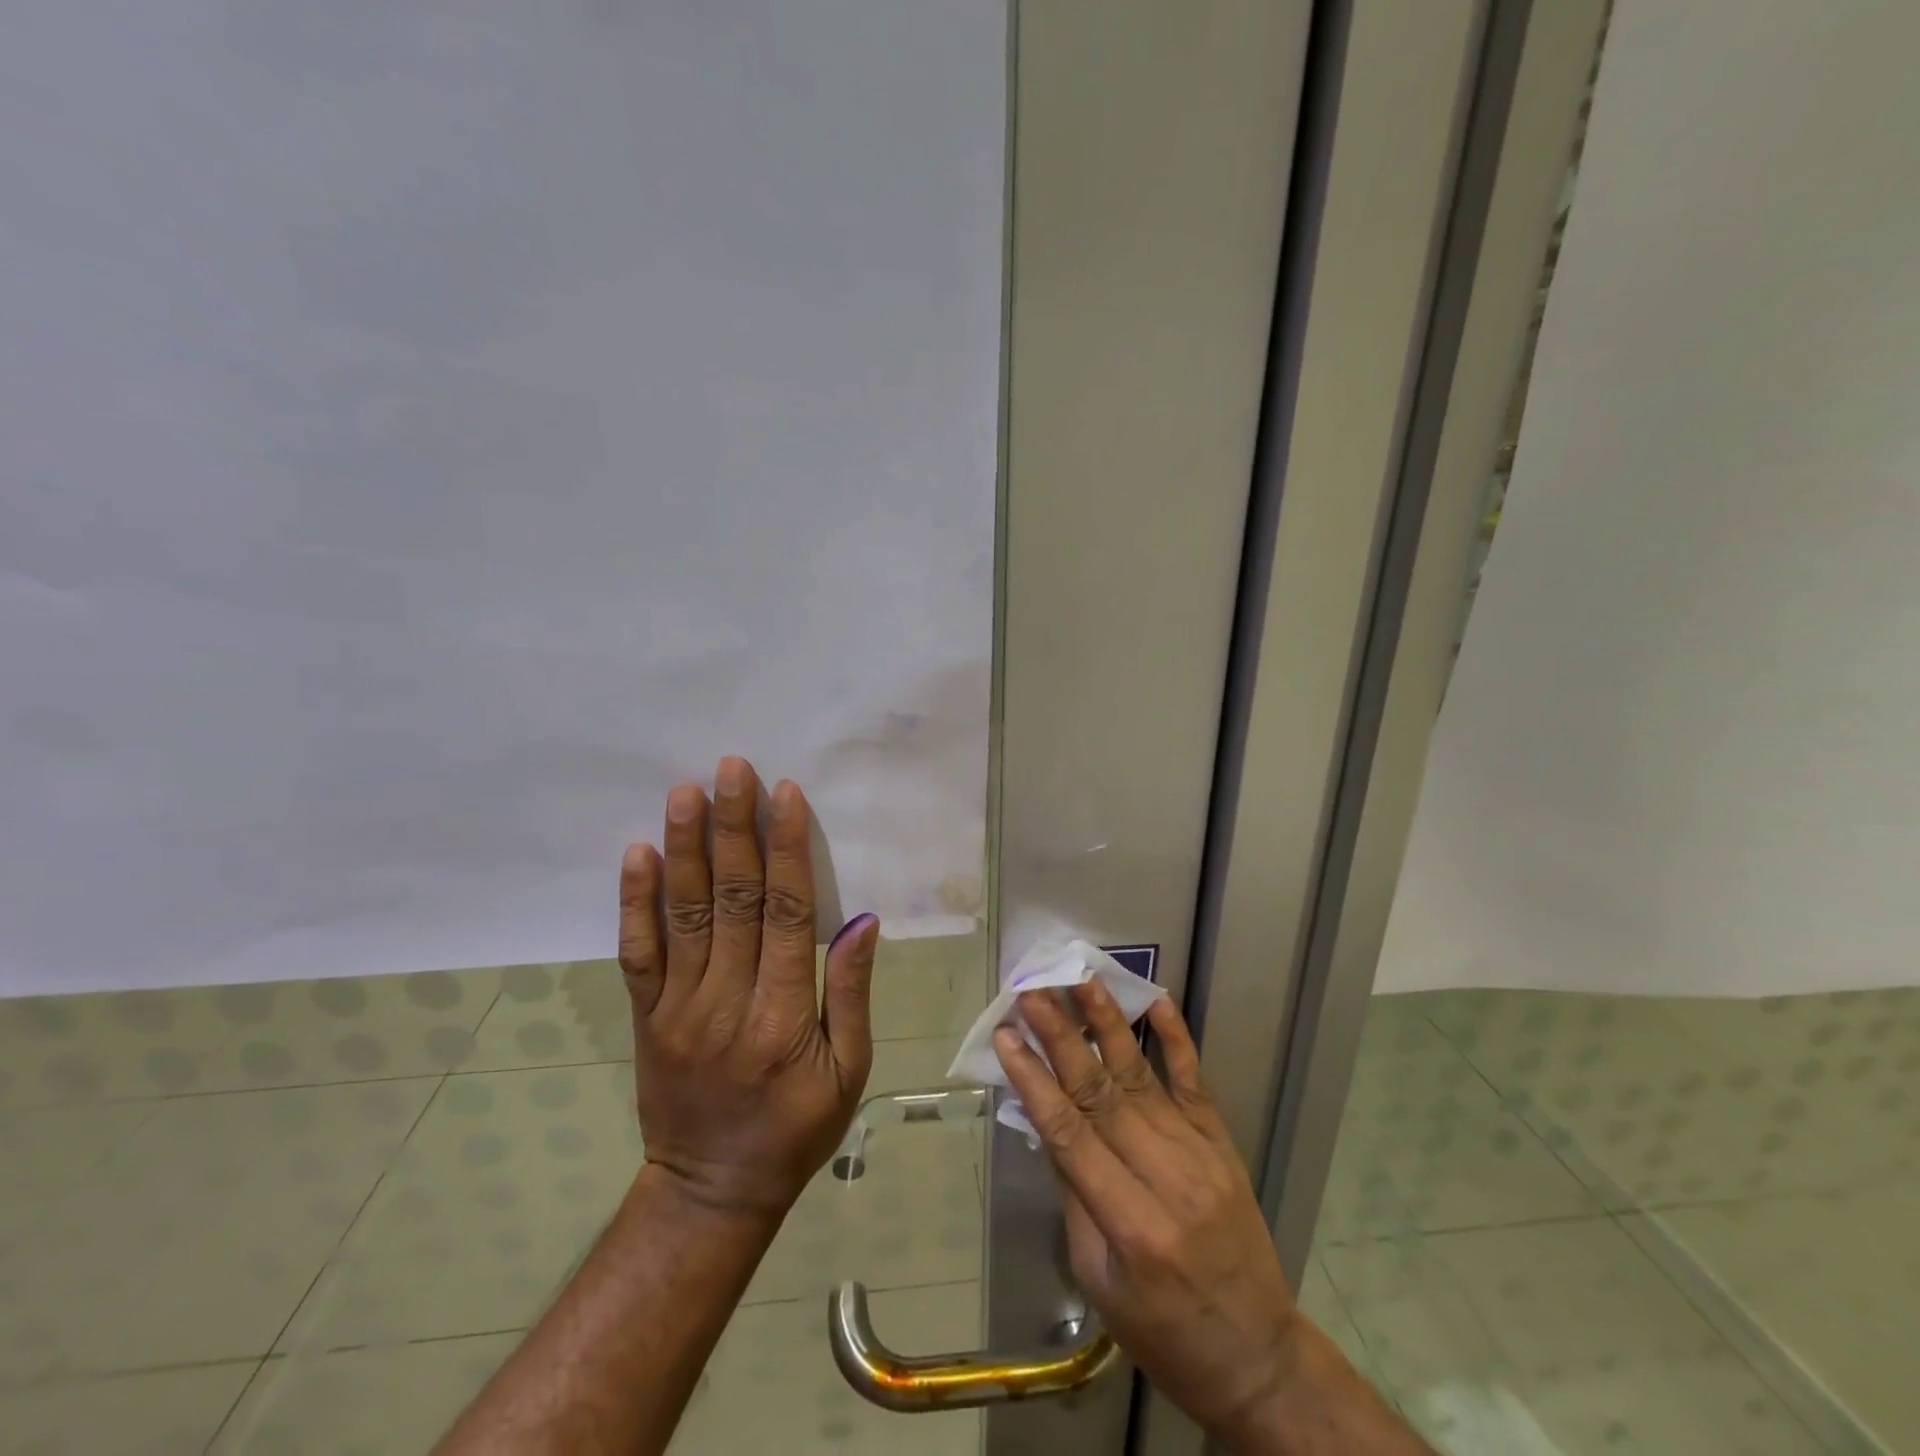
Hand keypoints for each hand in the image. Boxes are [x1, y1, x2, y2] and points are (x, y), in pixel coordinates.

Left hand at [618, 756, 878, 1219]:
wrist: (710, 1191)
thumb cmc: (795, 1129)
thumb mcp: (849, 1072)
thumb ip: (851, 993)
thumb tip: (861, 921)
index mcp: (784, 1014)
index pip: (787, 913)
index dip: (787, 849)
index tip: (785, 795)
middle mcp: (727, 1000)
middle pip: (731, 899)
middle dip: (734, 828)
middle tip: (731, 769)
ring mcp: (679, 1007)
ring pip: (683, 913)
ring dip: (685, 847)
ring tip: (685, 792)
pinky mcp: (647, 1016)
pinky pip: (637, 952)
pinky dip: (635, 902)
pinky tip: (638, 854)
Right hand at [994, 985, 1300, 1447]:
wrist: (1257, 1356)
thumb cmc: (1163, 1332)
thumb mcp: (1098, 1279)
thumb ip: (1073, 1194)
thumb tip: (1045, 1120)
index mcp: (1130, 1224)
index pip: (1070, 1134)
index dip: (1033, 1080)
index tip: (1006, 1036)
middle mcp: (1167, 1177)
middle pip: (1102, 1093)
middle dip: (1062, 1037)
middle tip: (1032, 992)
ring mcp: (1200, 1153)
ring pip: (1142, 1075)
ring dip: (1107, 1023)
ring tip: (1081, 978)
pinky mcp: (1221, 1142)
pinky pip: (1195, 1081)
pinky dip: (1175, 1038)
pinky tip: (1154, 1000)